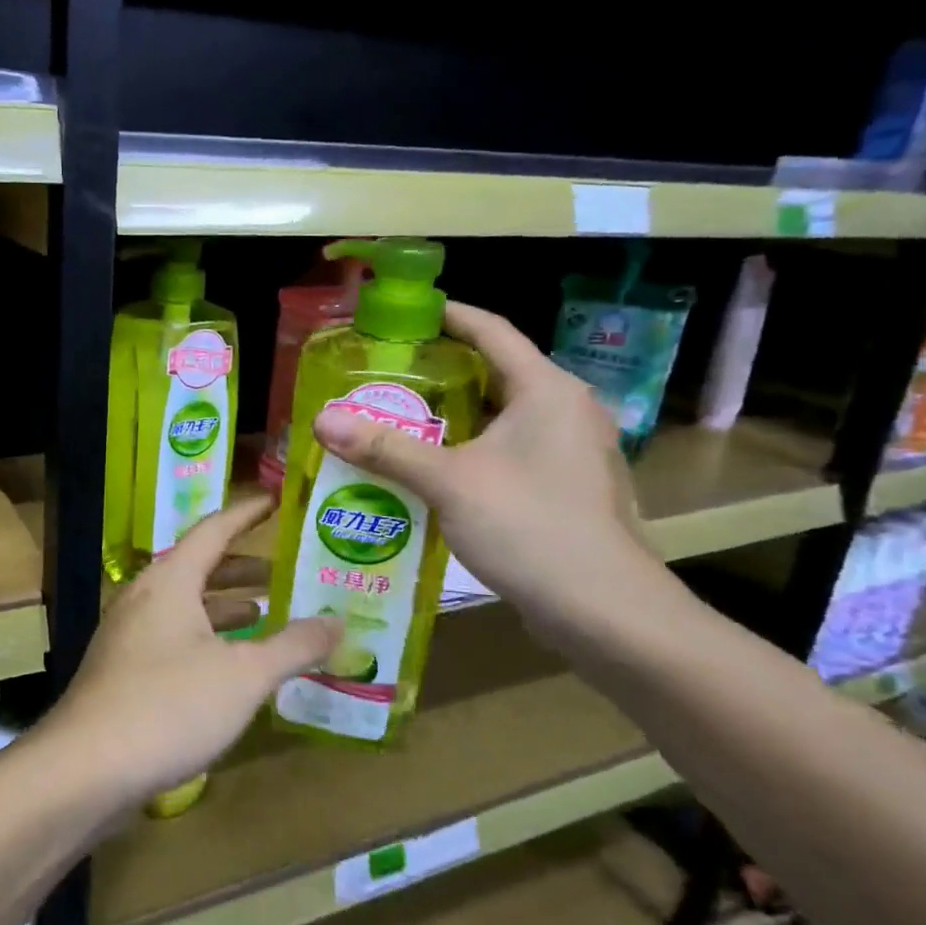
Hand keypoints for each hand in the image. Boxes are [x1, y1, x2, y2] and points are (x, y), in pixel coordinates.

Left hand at [44, 498, 339, 805]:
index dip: (247, 513)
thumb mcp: (244, 675)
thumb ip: (293, 646)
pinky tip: (230, 666)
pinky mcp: (123, 671)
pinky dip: (207, 638)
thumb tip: (338, 621)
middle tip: (285, 570)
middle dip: (243, 567)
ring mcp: (128, 635)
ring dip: (225, 606)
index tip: (277, 499)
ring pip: (186, 606)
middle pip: (198, 567)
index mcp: (170, 581)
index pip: (213, 530)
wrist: (85, 768)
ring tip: (267, 613)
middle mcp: (144, 597)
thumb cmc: (169, 705)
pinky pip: (174, 637)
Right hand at [312, 301, 664, 639]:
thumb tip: (321, 419)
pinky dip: (472, 448)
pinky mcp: (569, 487)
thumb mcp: (448, 482)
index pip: (492, 331)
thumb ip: (385, 448)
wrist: (605, 612)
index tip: (406, 312)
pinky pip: (512, 449)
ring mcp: (573, 451)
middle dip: (442, 370)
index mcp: (547, 390)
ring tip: (400, 417)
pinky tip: (434, 469)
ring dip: (454, 415)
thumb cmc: (530, 527)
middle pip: (497, 372)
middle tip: (387, 372)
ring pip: (503, 415)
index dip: (449, 315)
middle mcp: (566, 410)